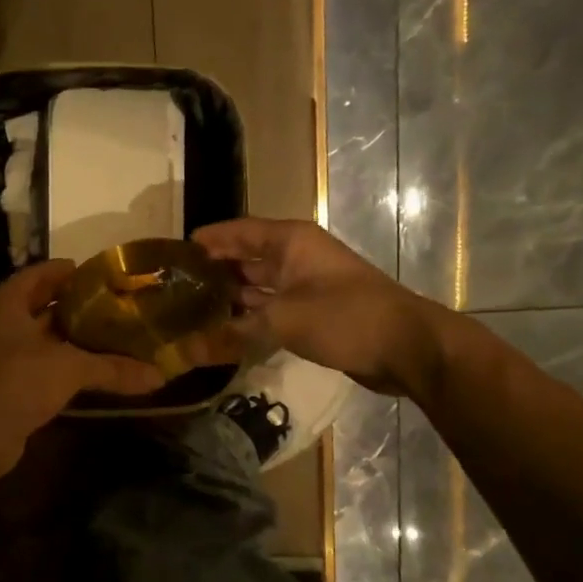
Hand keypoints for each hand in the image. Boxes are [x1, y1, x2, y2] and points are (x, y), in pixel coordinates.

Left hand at [0, 261, 164, 475]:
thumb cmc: (18, 378)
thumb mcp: (70, 367)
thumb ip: (113, 368)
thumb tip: (159, 376)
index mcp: (8, 303)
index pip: (39, 275)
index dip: (68, 272)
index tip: (101, 275)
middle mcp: (2, 326)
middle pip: (43, 309)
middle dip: (77, 310)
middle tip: (117, 308)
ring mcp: (3, 360)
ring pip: (45, 344)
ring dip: (73, 344)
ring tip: (114, 339)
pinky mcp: (10, 391)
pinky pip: (44, 373)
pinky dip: (67, 373)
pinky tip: (95, 375)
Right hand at [191, 218, 447, 397]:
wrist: (407, 347)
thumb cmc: (345, 317)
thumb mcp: (284, 321)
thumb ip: (233, 333)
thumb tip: (186, 350)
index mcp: (291, 241)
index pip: (239, 231)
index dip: (209, 239)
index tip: (176, 252)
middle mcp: (297, 257)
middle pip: (246, 258)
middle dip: (214, 270)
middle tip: (175, 287)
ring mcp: (307, 286)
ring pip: (258, 287)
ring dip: (230, 298)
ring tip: (190, 310)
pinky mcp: (313, 313)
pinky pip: (272, 310)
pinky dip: (250, 319)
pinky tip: (223, 332)